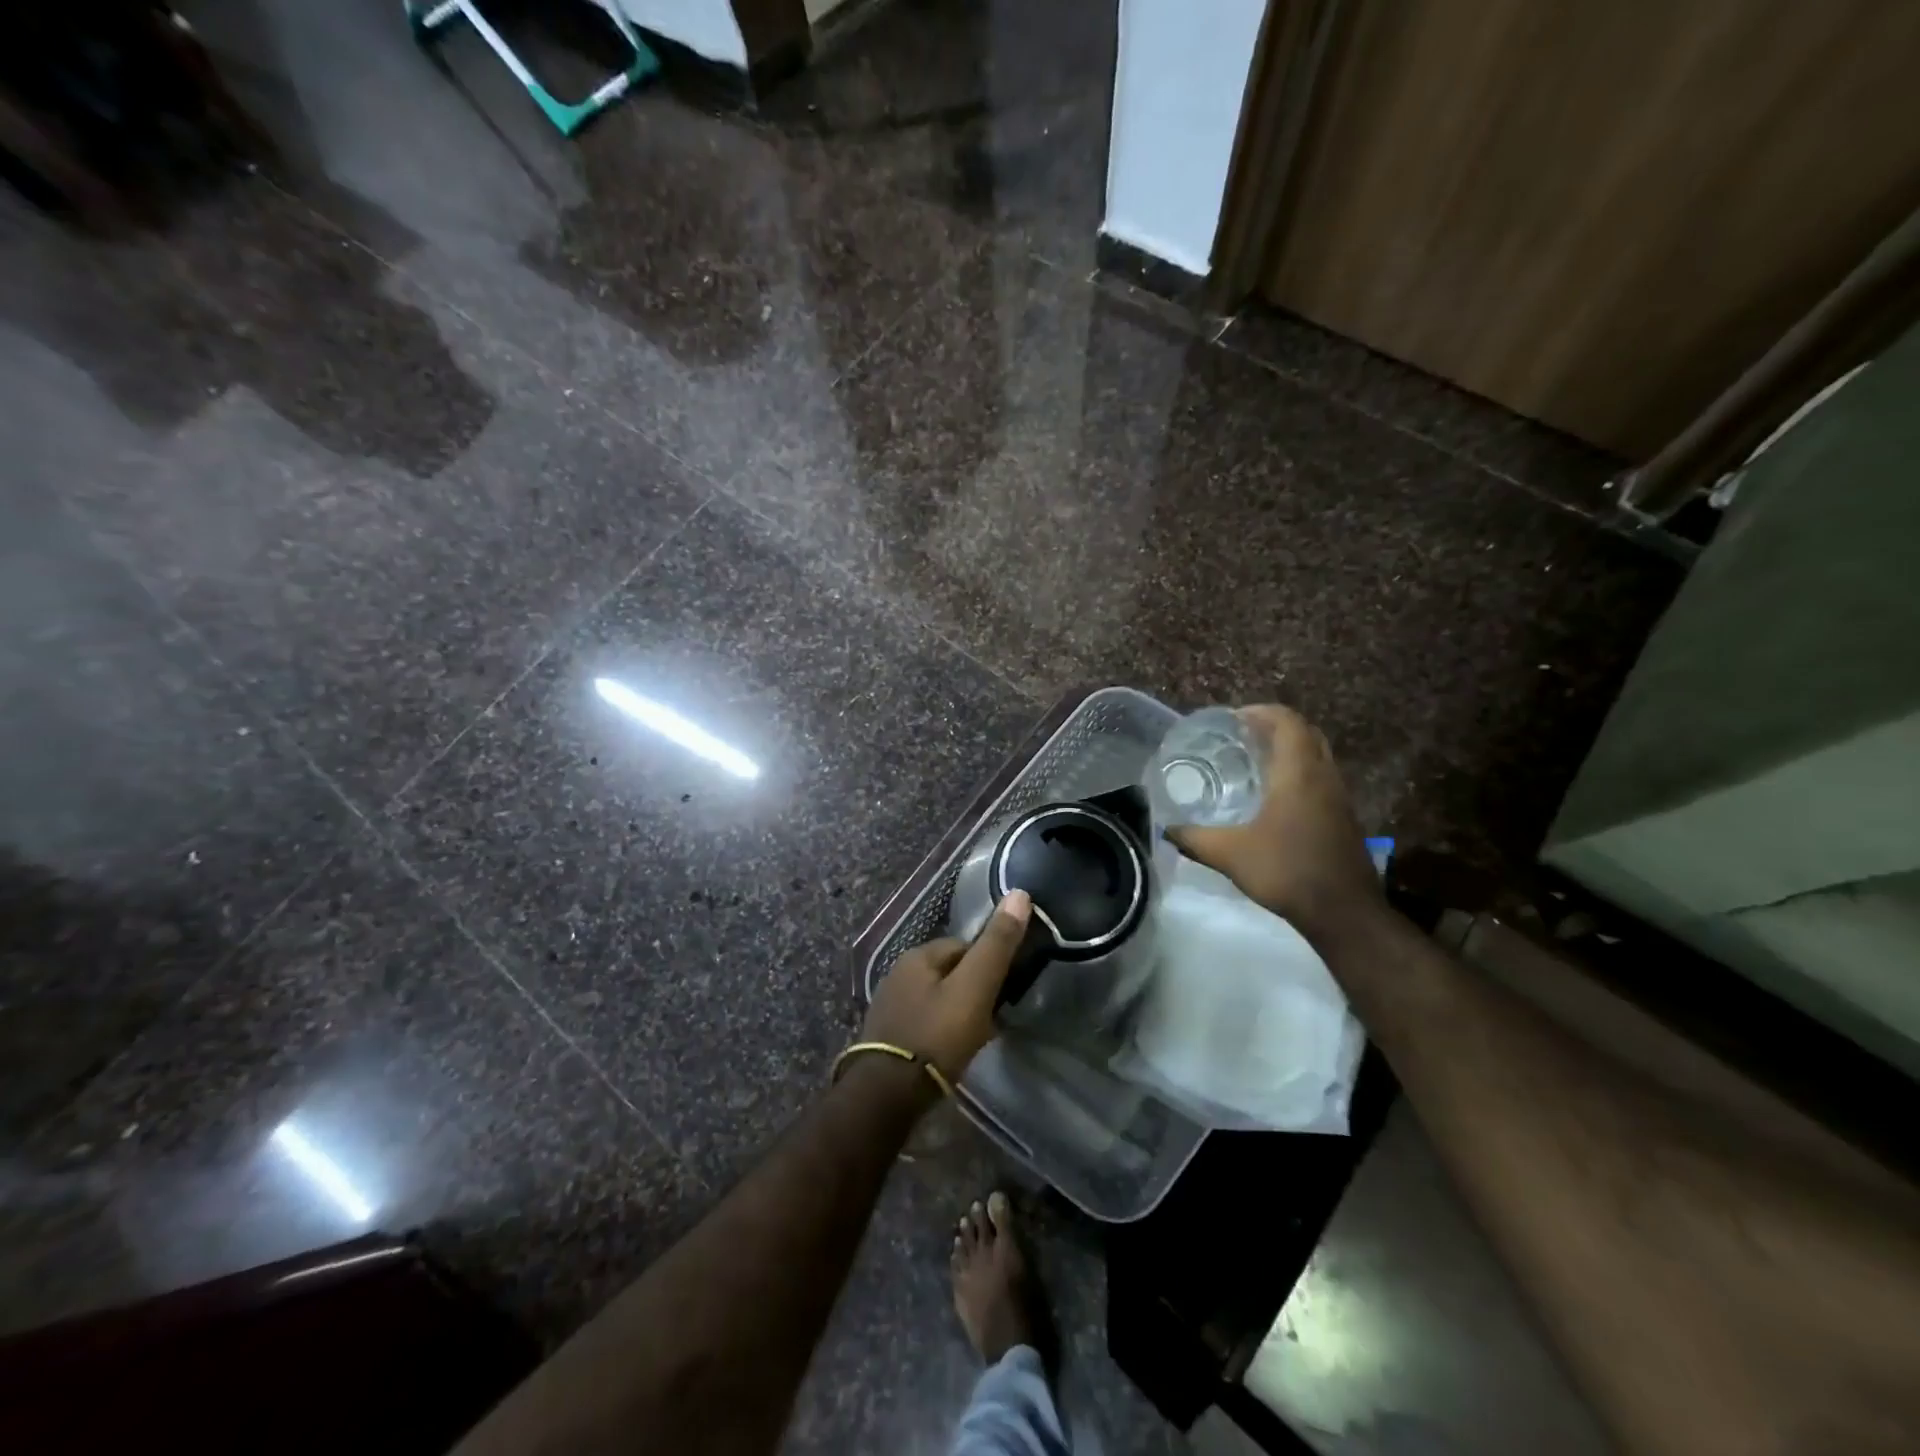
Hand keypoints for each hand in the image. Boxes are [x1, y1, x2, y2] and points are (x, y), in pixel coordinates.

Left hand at [862, 890, 1031, 1080]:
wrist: (886, 1094)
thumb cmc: (936, 1035)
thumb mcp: (974, 987)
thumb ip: (996, 944)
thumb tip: (1020, 894)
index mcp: (917, 955)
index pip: (963, 946)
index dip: (987, 965)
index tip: (1003, 991)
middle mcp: (897, 973)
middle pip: (948, 972)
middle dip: (971, 989)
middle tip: (993, 1017)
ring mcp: (889, 1006)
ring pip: (935, 998)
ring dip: (955, 1011)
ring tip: (974, 1036)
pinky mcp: (885, 1037)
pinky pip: (923, 1023)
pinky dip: (939, 1031)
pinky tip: (949, 1052)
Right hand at [1170, 705, 1383, 937]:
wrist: (1344, 912)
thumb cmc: (1287, 871)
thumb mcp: (1230, 854)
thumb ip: (1195, 838)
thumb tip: (1166, 830)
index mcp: (1298, 773)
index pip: (1287, 721)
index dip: (1261, 712)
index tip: (1233, 719)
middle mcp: (1323, 776)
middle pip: (1305, 732)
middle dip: (1275, 726)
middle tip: (1242, 735)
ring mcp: (1339, 796)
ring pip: (1317, 755)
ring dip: (1289, 748)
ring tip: (1254, 760)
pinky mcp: (1344, 817)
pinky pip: (1321, 777)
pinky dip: (1299, 771)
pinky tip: (1275, 796)